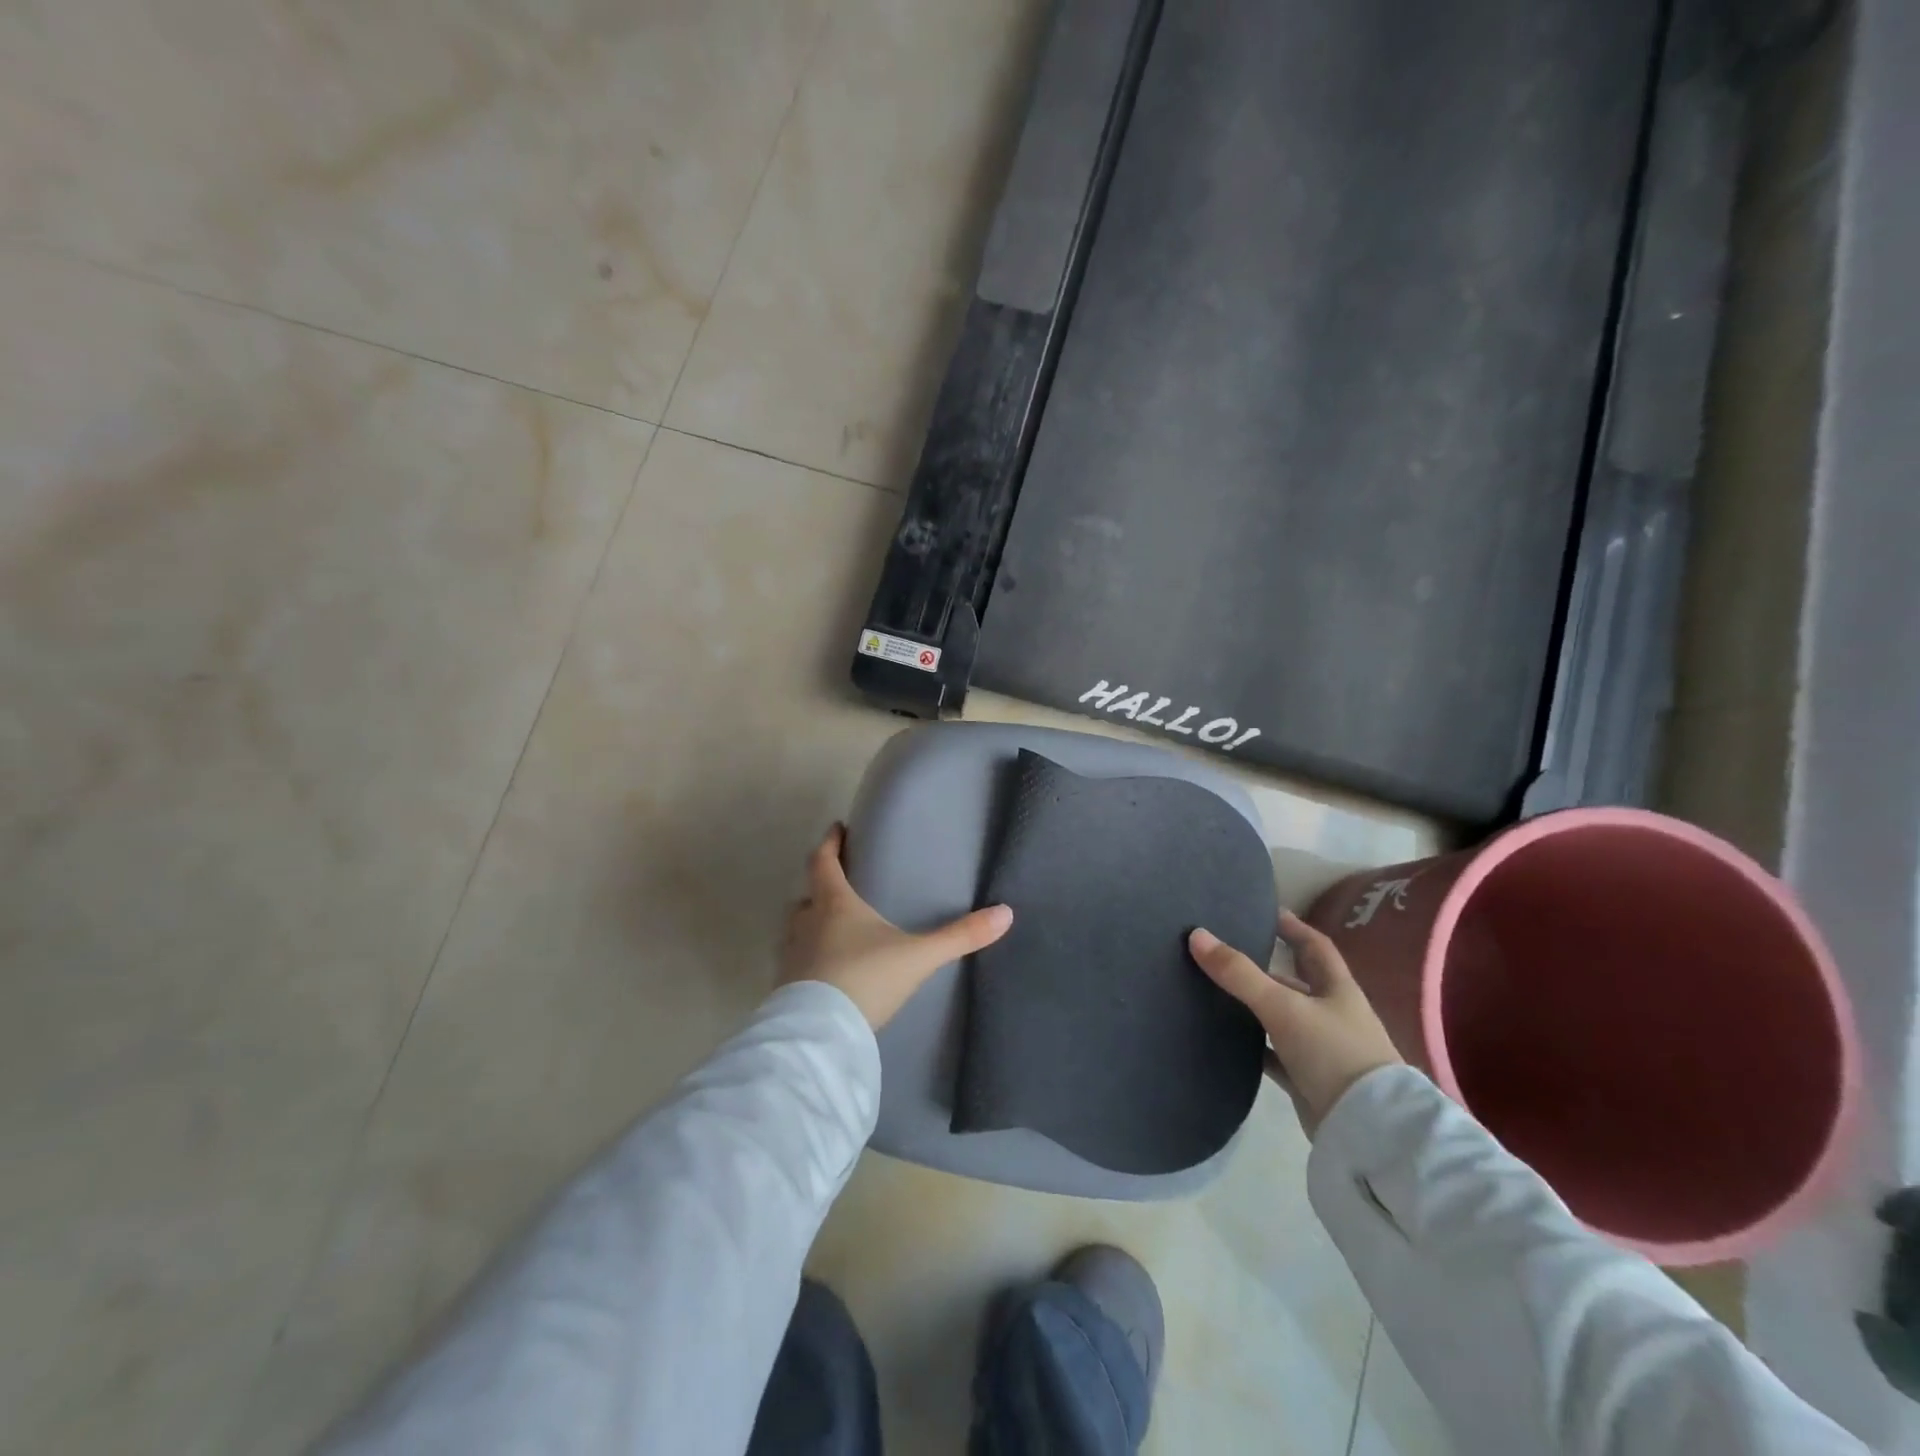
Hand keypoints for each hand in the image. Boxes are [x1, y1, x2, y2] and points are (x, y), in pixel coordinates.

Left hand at [780, 825, 1013, 1030]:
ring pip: (798, 929)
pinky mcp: (786, 988)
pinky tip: (827, 972)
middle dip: (821, 887)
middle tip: (840, 884)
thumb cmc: (867, 979)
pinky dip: (809, 958)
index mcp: (835, 905)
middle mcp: (807, 924)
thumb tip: (1005, 913)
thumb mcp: (919, 957)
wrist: (821, 1035)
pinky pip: (796, 961)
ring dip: (812, 923)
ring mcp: (792, 957)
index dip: (830, 843)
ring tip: (834, 928)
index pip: (823, 862)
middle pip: (808, 895)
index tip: (837, 828)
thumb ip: (960, 936)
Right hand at [1188, 910, 1401, 1133]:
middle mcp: (1331, 1014)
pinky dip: (1254, 1045)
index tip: (1267, 912)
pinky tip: (1228, 1039)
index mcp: (1336, 989)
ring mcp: (1322, 1049)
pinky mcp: (1308, 1079)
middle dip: (1267, 966)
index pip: (1315, 947)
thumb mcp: (1283, 1007)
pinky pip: (1275, 1054)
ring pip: (1283, 1017)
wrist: (1366, 1129)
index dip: (1294, 927)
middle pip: (1296, 982)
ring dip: (1257, 1005)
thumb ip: (1239, 974)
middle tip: (1227, 951)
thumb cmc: (1333, 1053)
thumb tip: (1196, 935)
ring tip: (1217, 990)